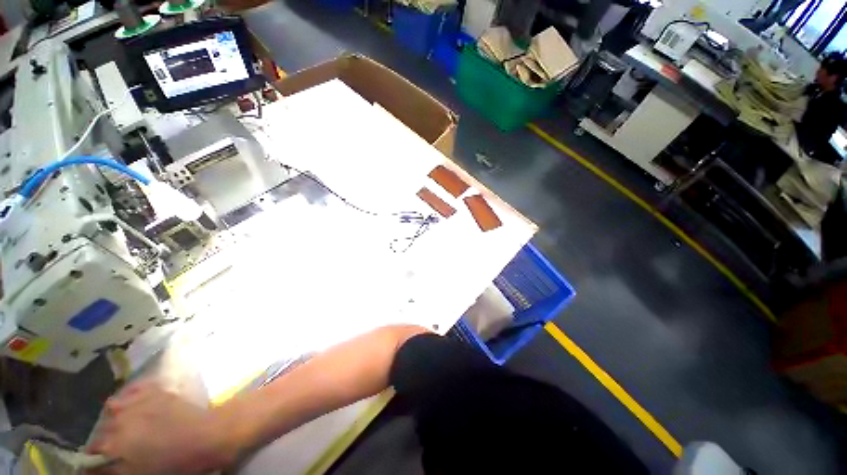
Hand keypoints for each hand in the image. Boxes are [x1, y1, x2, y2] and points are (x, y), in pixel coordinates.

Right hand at [90, 382, 241, 474]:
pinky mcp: (158, 391)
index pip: (94, 447)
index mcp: (116, 442)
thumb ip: (112, 470)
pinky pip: (135, 388)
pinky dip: (130, 394)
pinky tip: (134, 403)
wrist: (208, 435)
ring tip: (124, 424)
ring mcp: (140, 401)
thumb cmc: (174, 462)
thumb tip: (92, 468)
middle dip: (106, 436)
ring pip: (114, 405)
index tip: (100, 459)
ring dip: (115, 415)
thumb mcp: (138, 474)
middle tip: (116, 443)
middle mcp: (122, 418)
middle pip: (103, 426)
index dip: (95, 455)